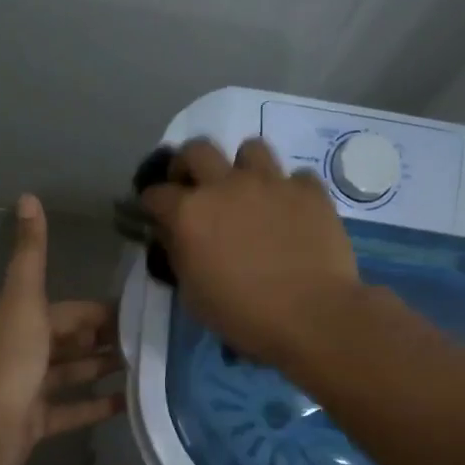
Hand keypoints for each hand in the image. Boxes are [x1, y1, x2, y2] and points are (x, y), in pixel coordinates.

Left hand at [0, 194, 124, 464]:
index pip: (71, 312)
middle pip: (74, 343)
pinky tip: (128, 403)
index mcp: (28, 320)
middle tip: (149, 344)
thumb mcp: (25, 296)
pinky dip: (97, 406)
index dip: (100, 312)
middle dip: (106, 341)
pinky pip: (73, 411)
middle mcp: (29, 351)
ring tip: (144, 369)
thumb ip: (31, 251)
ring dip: (103, 370)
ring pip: (74, 375)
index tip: (138, 314)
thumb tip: (27, 196)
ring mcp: (33, 388)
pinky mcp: (38, 421)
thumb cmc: (11, 356)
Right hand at [139, 138, 360, 365]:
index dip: (153, 203)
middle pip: (197, 149)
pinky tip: (292, 213)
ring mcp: (271, 182)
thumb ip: (179, 256)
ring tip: (249, 192)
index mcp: (189, 213)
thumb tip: (174, 235)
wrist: (311, 315)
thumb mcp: (193, 296)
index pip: (156, 193)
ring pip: (251, 148)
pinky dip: (290, 192)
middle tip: (196, 186)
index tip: (156, 213)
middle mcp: (226, 185)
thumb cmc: (243, 315)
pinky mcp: (310, 190)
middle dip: (189, 164)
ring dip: (244, 167)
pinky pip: (296, 177)